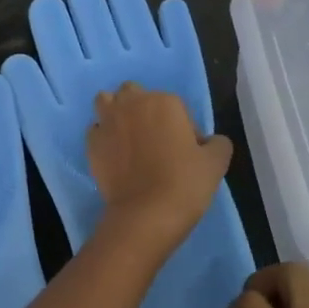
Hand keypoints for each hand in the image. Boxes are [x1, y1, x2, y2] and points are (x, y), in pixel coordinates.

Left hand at [86, 81, 231, 255]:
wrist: (146, 213)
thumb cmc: (184, 183)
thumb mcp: (216, 163)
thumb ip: (217, 143)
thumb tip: (208, 141)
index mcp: (164, 102)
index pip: (175, 105)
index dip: (181, 126)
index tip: (185, 149)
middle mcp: (131, 104)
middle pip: (134, 94)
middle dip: (142, 108)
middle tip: (154, 138)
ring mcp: (107, 122)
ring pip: (106, 102)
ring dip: (116, 113)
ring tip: (127, 137)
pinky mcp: (91, 143)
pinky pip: (96, 130)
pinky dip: (103, 137)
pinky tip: (113, 155)